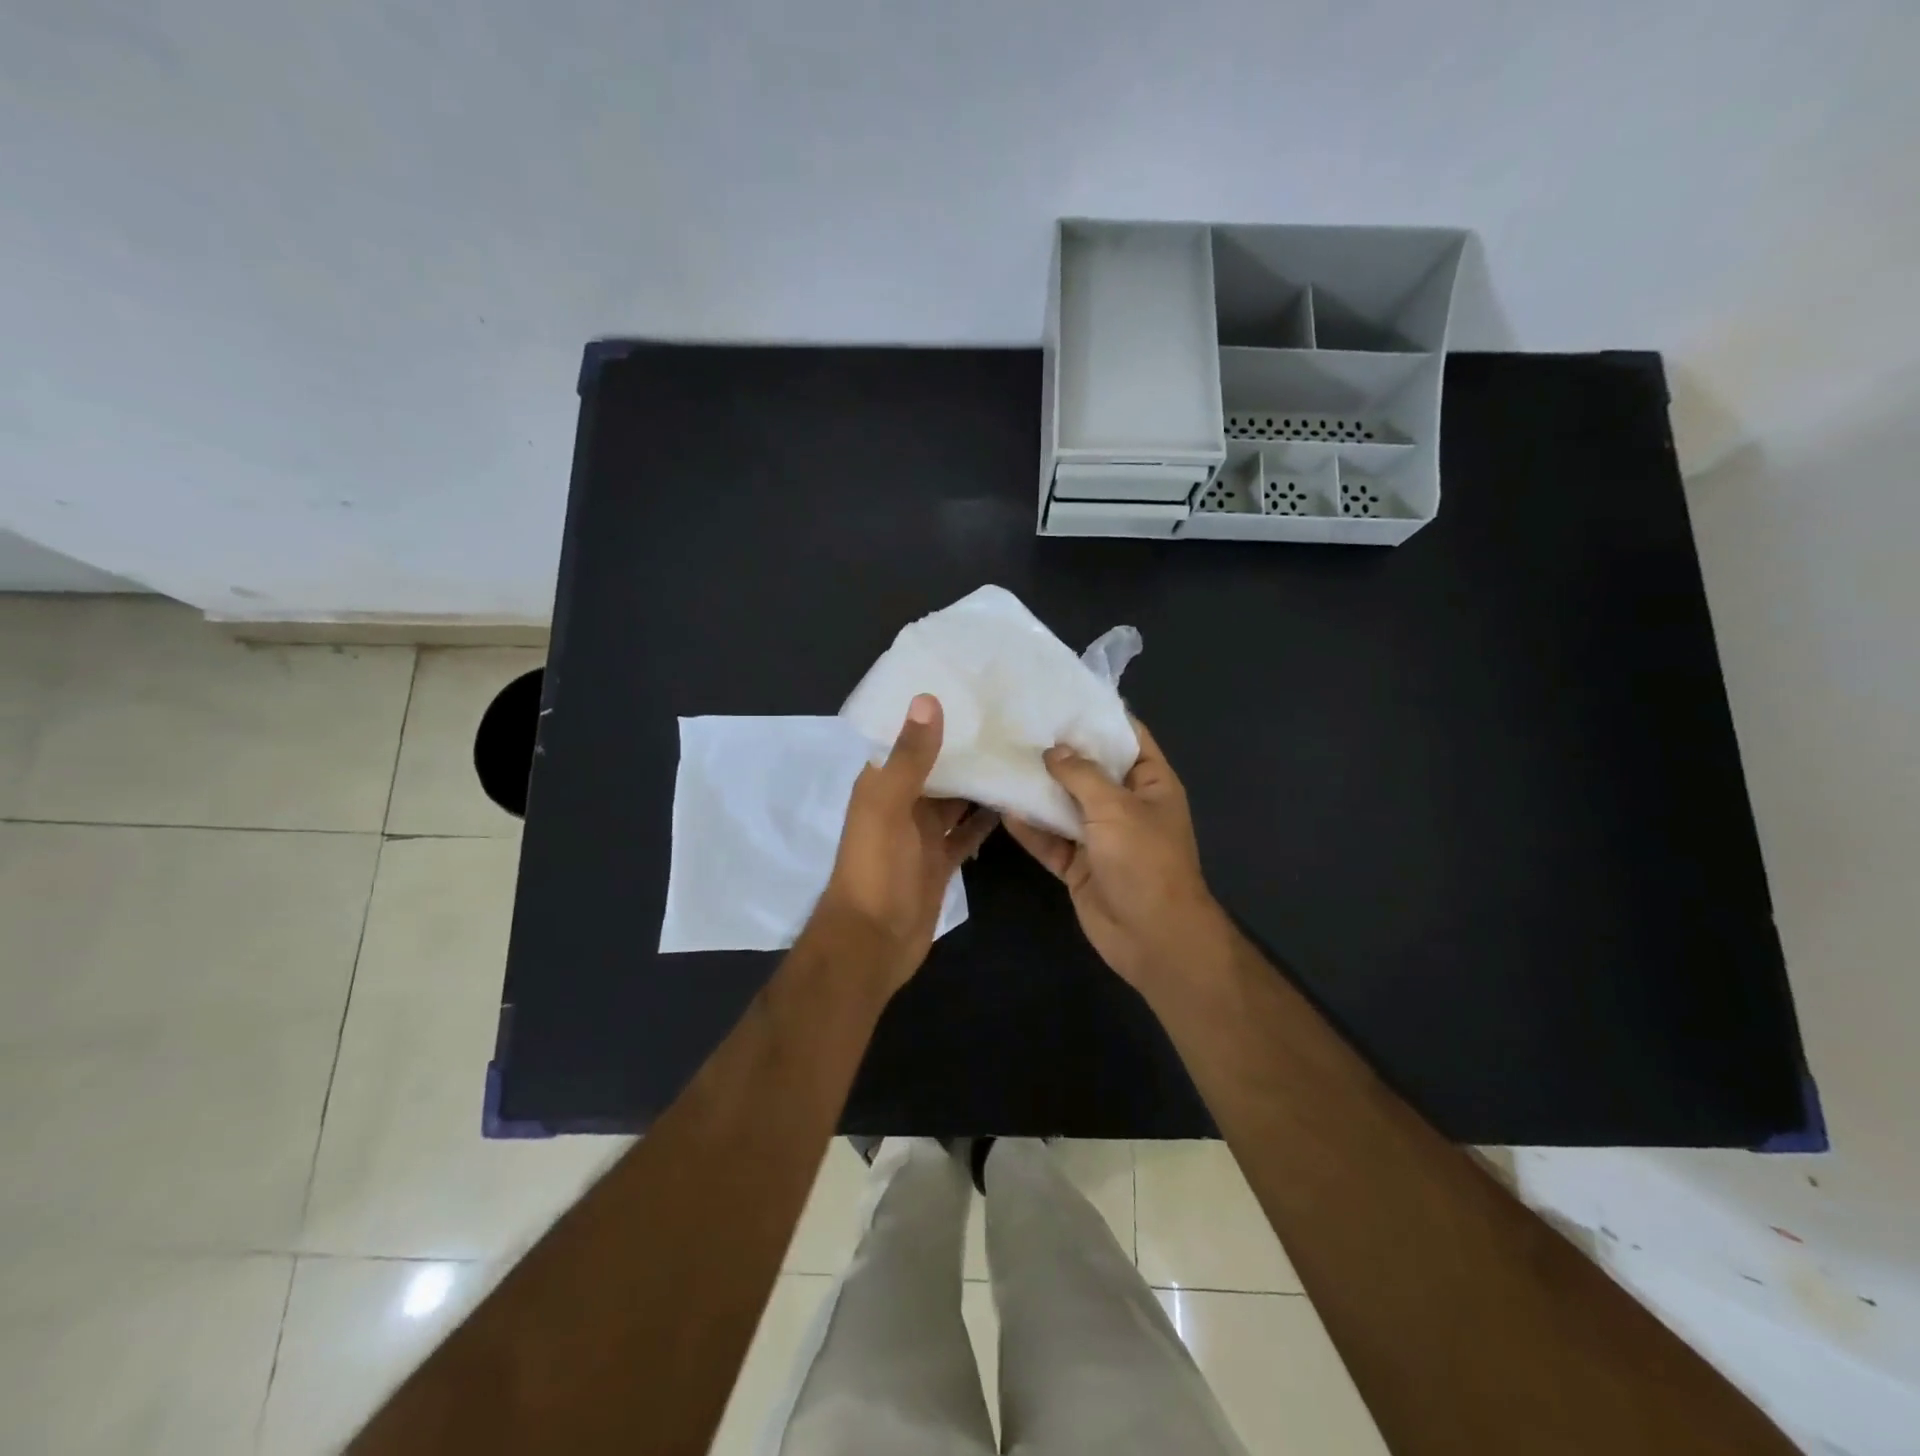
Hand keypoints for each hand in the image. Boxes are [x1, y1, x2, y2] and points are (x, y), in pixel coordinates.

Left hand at [814, 694, 998, 993]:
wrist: (873, 942)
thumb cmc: (875, 868)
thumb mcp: (888, 806)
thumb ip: (909, 756)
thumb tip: (927, 699)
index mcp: (882, 783)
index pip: (907, 738)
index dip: (933, 715)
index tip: (971, 688)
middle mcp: (902, 802)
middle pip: (937, 767)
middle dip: (966, 746)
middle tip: (1011, 717)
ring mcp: (923, 833)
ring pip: (956, 798)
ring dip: (981, 780)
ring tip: (1020, 751)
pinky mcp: (942, 859)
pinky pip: (968, 832)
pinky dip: (987, 819)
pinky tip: (1017, 800)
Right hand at [1004, 717, 1229, 993]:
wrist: (1152, 937)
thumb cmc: (1145, 861)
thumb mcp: (1116, 808)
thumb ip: (1082, 774)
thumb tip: (1054, 750)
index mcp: (1150, 783)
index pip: (1126, 737)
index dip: (1098, 715)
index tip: (1062, 695)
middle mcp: (1125, 805)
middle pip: (1090, 769)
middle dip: (1058, 750)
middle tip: (1019, 723)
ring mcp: (1100, 836)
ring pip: (1064, 804)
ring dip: (1038, 788)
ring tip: (1002, 758)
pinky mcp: (1077, 864)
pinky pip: (1050, 839)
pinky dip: (1030, 827)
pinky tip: (1002, 806)